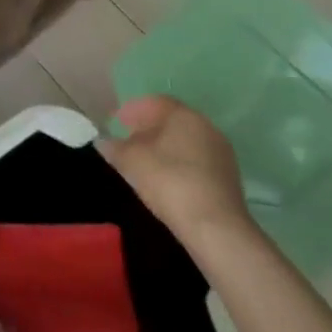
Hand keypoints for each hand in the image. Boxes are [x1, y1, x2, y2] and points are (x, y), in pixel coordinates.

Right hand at [100, 96, 253, 252]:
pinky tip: (166, 179)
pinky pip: (196, 161)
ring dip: (164, 147)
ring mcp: (221, 154)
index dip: (132, 110)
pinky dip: (179, 163)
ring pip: (185, 142)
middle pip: (172, 121)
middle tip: (127, 140)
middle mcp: (206, 127)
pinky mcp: (228, 179)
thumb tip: (103, 142)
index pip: (155, 102)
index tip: (116, 122)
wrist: (216, 229)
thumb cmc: (169, 182)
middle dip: (148, 128)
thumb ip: (115, 147)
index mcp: (184, 115)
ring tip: (144, 162)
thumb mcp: (131, 161)